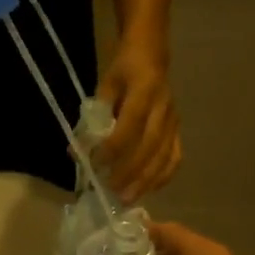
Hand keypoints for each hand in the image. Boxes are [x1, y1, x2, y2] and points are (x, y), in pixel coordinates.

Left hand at [94, 42, 180, 202]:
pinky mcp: (178, 131)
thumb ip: (93, 118)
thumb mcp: (105, 86)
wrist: (152, 56)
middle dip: (129, 172)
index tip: (96, 164)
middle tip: (111, 190)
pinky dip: (162, 177)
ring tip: (127, 198)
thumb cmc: (124, 71)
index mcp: (145, 90)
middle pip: (150, 146)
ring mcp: (174, 121)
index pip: (130, 125)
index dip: (113, 148)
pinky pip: (174, 158)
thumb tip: (75, 151)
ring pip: (164, 156)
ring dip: (145, 181)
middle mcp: (164, 108)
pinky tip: (148, 190)